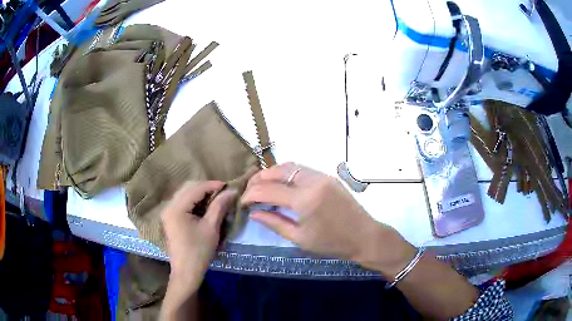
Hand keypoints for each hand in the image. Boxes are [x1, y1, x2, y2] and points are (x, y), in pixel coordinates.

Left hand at [161, 181, 236, 291]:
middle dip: (206, 187)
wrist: (186, 271)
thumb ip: (219, 206)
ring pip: (185, 194)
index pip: (195, 188)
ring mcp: (168, 212)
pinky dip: (194, 201)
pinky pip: (183, 203)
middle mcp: (169, 206)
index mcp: (176, 208)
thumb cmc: (199, 251)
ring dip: (200, 194)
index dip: (212, 185)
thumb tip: (232, 191)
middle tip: (222, 192)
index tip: (228, 186)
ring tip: (216, 198)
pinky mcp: (170, 219)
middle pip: (188, 188)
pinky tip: (205, 206)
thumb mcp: (211, 227)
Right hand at [241, 163, 415, 277]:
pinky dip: (287, 173)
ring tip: (261, 185)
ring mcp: (322, 176)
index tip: (241, 202)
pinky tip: (281, 184)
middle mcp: (312, 181)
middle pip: (278, 170)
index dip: (250, 195)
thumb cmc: (332, 243)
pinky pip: (302, 169)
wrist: (364, 236)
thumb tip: (254, 213)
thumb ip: (275, 223)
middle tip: (248, 190)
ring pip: (290, 166)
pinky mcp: (328, 177)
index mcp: (304, 200)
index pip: (268, 190)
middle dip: (259, 178)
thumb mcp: (300, 238)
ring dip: (273, 173)